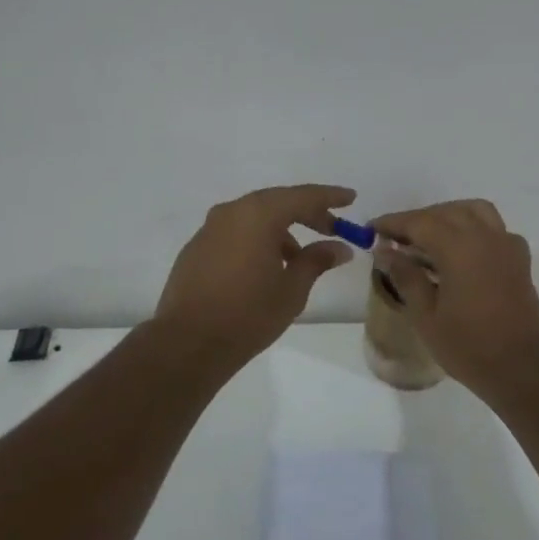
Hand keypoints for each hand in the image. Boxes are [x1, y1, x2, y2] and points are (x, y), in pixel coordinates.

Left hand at [153, 185, 356, 365]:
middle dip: (307, 213)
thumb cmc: (248, 314)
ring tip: (299, 257)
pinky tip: (266, 266)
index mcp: (258, 214)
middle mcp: (232, 212)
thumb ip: (317, 260)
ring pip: (254, 217)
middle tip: (332, 227)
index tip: (351, 198)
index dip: (330, 197)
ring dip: (280, 229)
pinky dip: (256, 239)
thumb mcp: (292, 289)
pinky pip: (235, 232)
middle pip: (277, 202)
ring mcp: (210, 229)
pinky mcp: (196, 248)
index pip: (303, 196)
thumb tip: (340, 247)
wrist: (188, 343)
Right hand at [370, 199, 538, 395]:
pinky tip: (463, 250)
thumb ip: (406, 277)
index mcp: (458, 247)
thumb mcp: (426, 316)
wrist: (522, 368)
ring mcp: (506, 244)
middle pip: (445, 212)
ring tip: (429, 236)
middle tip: (396, 237)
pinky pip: (494, 228)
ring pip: (474, 211)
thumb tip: (385, 251)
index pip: (419, 222)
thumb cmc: (469, 346)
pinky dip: (474, 228)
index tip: (372, 228)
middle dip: (418, 219)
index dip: (393, 222)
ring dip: (448, 215)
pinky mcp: (519, 258)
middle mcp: (484, 236)